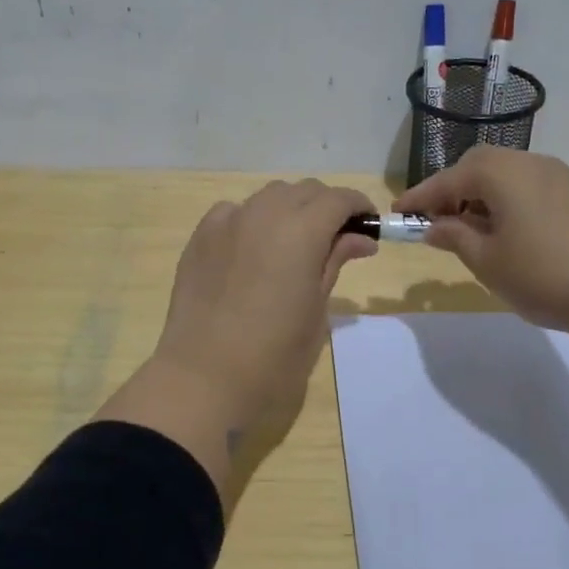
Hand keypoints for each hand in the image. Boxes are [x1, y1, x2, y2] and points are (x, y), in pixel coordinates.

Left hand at [100, 180, 375, 492]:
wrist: (204, 378)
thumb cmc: (274, 355)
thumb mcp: (317, 310)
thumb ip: (335, 262)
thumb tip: (359, 238)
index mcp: (301, 231)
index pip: (338, 199)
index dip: (358, 206)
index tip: (368, 226)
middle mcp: (264, 213)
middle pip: (304, 190)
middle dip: (326, 206)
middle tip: (336, 239)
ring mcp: (227, 221)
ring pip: (269, 196)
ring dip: (290, 209)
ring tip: (295, 244)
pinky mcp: (200, 237)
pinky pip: (234, 212)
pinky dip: (253, 219)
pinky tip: (253, 250)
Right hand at [394, 147, 568, 345]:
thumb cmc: (545, 276)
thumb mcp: (487, 261)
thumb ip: (455, 236)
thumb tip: (434, 225)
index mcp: (500, 172)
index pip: (448, 179)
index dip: (420, 198)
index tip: (397, 213)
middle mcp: (528, 162)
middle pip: (477, 167)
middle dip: (451, 192)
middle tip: (434, 223)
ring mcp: (558, 176)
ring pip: (504, 176)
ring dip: (479, 197)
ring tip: (467, 232)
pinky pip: (527, 188)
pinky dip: (506, 202)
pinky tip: (505, 233)